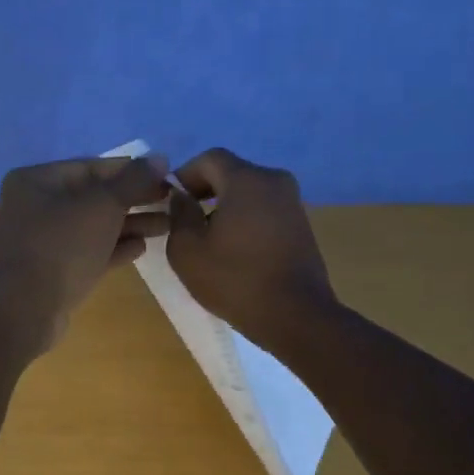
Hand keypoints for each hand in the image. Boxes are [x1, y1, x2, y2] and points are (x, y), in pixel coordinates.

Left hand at [0, 154, 170, 355]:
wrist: (26, 311)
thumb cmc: (62, 248)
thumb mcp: (102, 207)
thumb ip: (133, 180)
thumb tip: (161, 157)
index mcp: (36, 181)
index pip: (92, 167)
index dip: (132, 171)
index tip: (167, 177)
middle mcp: (35, 206)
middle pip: (94, 197)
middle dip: (134, 200)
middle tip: (172, 203)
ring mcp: (42, 241)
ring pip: (93, 226)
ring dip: (130, 225)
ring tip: (168, 226)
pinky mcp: (52, 270)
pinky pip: (88, 251)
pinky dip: (113, 248)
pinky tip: (142, 248)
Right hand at [165, 147, 337, 346]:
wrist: (296, 316)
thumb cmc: (235, 281)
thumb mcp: (188, 251)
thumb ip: (179, 216)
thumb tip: (181, 198)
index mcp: (247, 179)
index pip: (210, 158)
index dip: (185, 175)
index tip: (171, 201)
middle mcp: (275, 181)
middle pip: (232, 174)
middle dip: (205, 192)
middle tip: (186, 222)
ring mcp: (293, 203)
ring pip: (250, 194)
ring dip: (226, 209)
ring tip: (210, 241)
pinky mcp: (302, 225)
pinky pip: (265, 211)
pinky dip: (246, 221)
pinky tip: (236, 251)